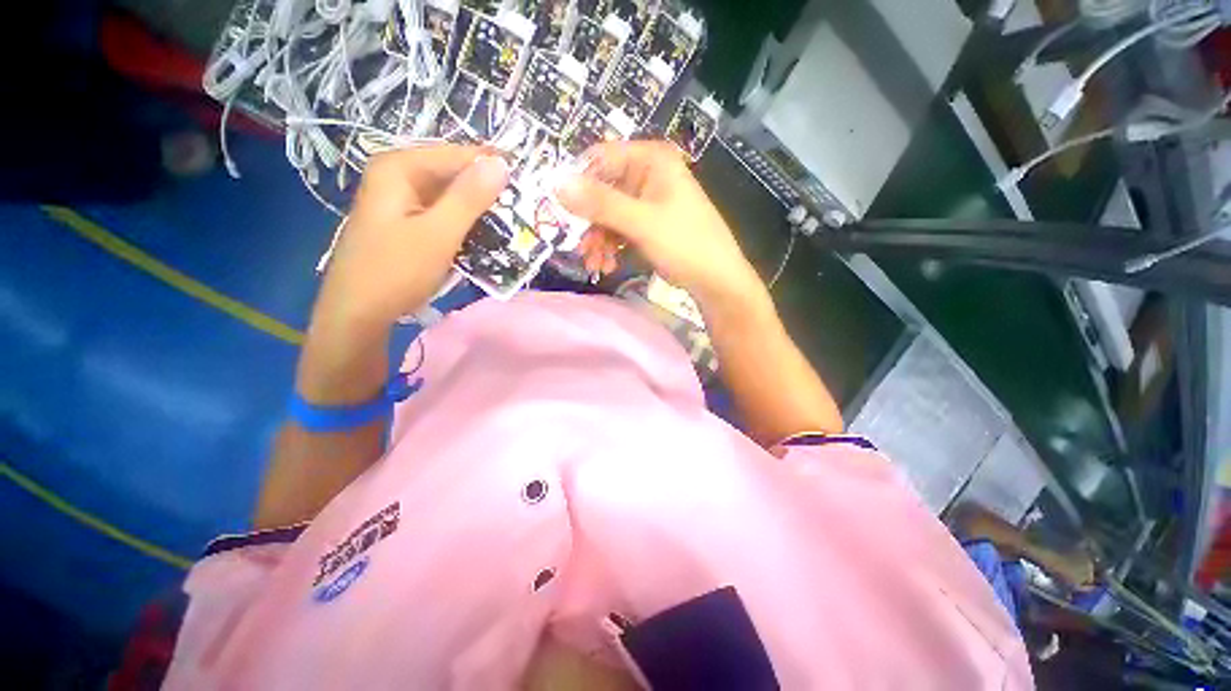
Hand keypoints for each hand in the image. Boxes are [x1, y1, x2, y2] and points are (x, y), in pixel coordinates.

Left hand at [313, 145, 508, 331]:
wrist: (357, 313)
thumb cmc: (397, 271)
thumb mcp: (439, 233)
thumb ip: (469, 197)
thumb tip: (500, 163)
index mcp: (400, 168)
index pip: (457, 155)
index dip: (493, 167)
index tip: (528, 185)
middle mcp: (398, 176)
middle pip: (453, 175)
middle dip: (487, 192)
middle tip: (521, 210)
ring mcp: (400, 201)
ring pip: (450, 197)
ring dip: (478, 211)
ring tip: (509, 225)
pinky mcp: (405, 223)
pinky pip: (442, 214)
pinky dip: (463, 224)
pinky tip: (483, 238)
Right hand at [557, 141, 765, 308]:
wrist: (717, 281)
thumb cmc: (685, 244)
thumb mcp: (641, 223)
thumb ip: (600, 203)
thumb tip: (556, 184)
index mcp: (652, 161)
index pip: (601, 158)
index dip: (578, 183)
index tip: (561, 211)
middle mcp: (649, 175)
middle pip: (603, 191)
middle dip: (590, 224)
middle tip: (582, 250)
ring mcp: (649, 201)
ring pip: (610, 215)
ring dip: (599, 241)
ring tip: (596, 265)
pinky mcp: (650, 224)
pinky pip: (621, 230)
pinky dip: (612, 247)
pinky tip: (608, 266)